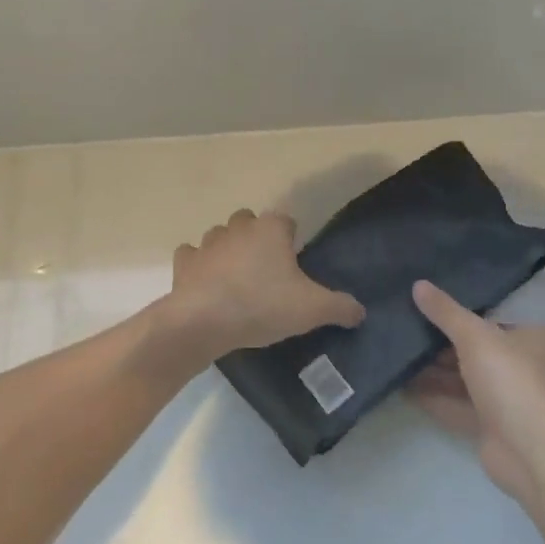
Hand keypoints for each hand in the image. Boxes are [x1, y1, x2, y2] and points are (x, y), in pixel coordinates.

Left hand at [165, 210, 364, 361]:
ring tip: (237, 279)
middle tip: (267, 271)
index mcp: (270, 230)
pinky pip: (192, 256)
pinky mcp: (184, 263)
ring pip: (220, 236)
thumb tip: (360, 311)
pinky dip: (199, 265)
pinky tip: (206, 283)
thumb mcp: (312, 310)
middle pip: (250, 222)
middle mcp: (238, 228)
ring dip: (228, 250)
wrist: (204, 322)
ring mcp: (207, 243)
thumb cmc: (262, 306)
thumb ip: (340, 307)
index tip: (295, 263)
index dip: (292, 239)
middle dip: (257, 238)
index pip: (286, 221)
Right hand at [408, 280, 544, 504]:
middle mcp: (517, 364)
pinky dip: (432, 396)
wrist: (530, 450)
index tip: (424, 300)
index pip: (490, 315)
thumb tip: (418, 285)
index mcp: (526, 337)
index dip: (458, 308)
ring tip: (394, 354)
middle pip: (472, 347)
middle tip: (400, 325)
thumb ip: (445, 312)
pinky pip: (455, 404)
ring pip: (461, 377)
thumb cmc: (510, 380)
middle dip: (438, 341)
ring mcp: (503, 397)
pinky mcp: (488, 424)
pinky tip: (401, 386)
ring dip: (431, 370)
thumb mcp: (475, 336)